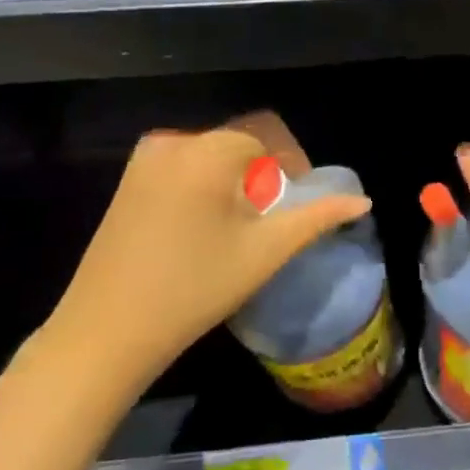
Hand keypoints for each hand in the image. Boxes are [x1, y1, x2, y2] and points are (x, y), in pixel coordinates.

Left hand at [42, 120, 369, 392]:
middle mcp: (172, 142)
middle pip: (238, 142)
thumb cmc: (194, 289)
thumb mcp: (264, 252)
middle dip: (264, 173)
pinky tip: (206, 227)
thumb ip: (317, 218)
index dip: (293, 165)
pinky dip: (206, 183)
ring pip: (211, 154)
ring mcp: (144, 160)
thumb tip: (363, 200)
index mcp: (206, 150)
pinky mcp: (128, 180)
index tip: (299, 202)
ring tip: (243, 226)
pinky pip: (183, 165)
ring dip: (236, 179)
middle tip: (273, 219)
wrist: (105, 331)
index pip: (268, 137)